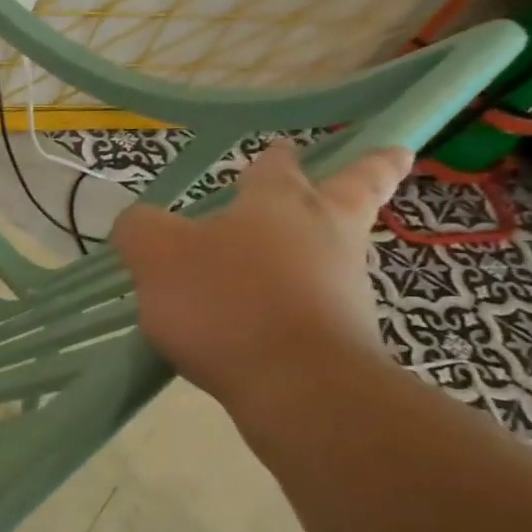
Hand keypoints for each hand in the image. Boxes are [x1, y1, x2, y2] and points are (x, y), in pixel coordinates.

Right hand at [110, 138, 410, 407]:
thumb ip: (140, 229)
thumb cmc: (224, 301)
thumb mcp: (157, 254)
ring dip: (329, 241)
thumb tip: (137, 223)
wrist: (297, 386)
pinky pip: (325, 301)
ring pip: (341, 247)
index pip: (277, 167)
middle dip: (372, 169)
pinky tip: (267, 315)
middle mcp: (322, 232)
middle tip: (394, 155)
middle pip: (357, 190)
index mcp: (278, 203)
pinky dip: (306, 297)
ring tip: (298, 250)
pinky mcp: (347, 334)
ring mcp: (343, 284)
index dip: (274, 157)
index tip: (283, 146)